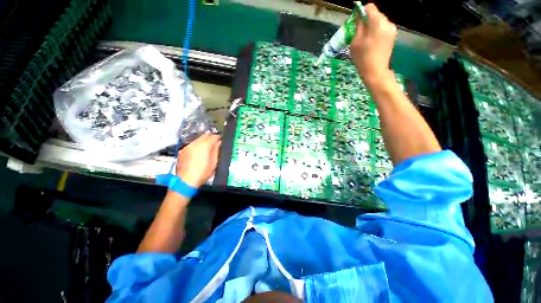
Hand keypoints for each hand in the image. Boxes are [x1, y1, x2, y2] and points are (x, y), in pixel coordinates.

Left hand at [176, 134, 220, 187]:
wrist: (185, 181)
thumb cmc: (202, 172)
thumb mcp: (214, 162)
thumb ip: (217, 150)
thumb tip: (219, 142)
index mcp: (204, 146)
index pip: (213, 136)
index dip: (219, 137)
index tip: (222, 140)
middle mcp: (195, 143)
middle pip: (205, 135)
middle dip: (211, 137)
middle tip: (216, 142)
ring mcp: (187, 146)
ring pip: (198, 139)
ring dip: (204, 141)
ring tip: (208, 147)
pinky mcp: (182, 150)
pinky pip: (192, 144)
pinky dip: (197, 145)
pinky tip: (199, 152)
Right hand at [350, 4, 396, 84]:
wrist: (375, 72)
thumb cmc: (362, 58)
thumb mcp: (355, 42)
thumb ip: (358, 26)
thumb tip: (359, 16)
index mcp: (377, 22)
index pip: (369, 7)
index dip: (361, 12)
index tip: (356, 22)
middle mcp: (387, 22)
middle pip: (375, 14)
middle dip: (367, 21)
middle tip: (359, 33)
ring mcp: (392, 30)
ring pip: (379, 22)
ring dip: (372, 27)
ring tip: (365, 40)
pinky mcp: (392, 36)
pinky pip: (383, 29)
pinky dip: (377, 32)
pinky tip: (372, 43)